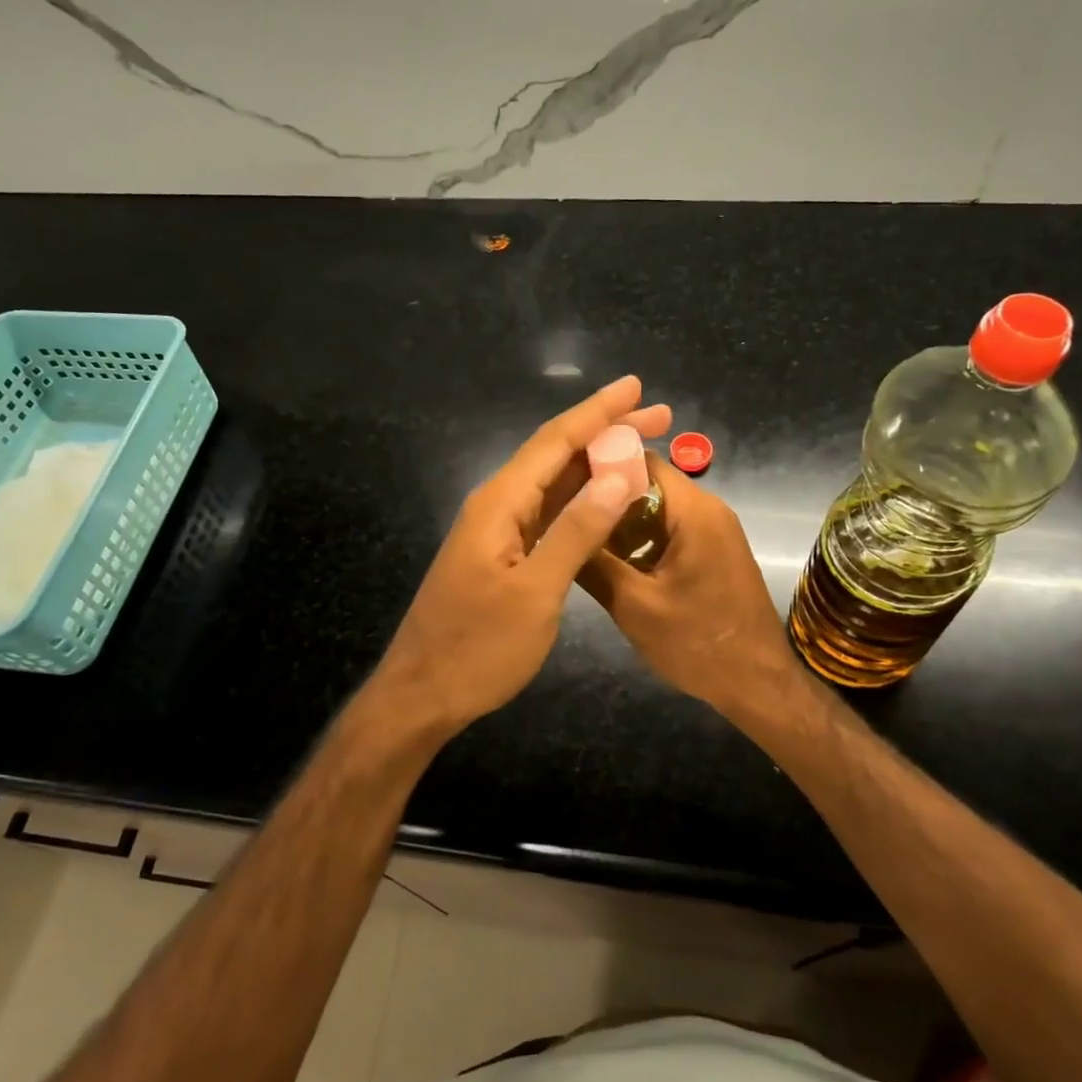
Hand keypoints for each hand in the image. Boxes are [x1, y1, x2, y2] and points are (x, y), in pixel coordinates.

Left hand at [368, 376, 673, 743]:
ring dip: (596, 465)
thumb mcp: (535, 593)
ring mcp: (498, 531)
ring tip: (643, 449)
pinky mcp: (502, 555)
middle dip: (606, 432)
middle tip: (659, 416)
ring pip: (553, 484)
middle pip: (556, 455)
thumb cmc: (477, 647)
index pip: (555, 441)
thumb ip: (576, 532)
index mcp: (500, 503)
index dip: (598, 412)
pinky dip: (582, 502)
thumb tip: (616, 476)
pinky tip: (607, 501)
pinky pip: (548, 514)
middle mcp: (497, 505)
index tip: (638, 388)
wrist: (422, 694)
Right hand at [578, 456, 802, 719]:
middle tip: (562, 517)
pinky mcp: (714, 552)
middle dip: (605, 498)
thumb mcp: (634, 606)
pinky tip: (612, 562)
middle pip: (648, 483)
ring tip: (579, 539)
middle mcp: (708, 509)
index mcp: (694, 511)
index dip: (598, 466)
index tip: (560, 484)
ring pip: (657, 509)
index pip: (641, 460)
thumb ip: (593, 563)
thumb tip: (552, 531)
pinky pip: (671, 531)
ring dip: (621, 523)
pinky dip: (642, 540)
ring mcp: (714, 531)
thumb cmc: (697, 644)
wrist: (758, 685)